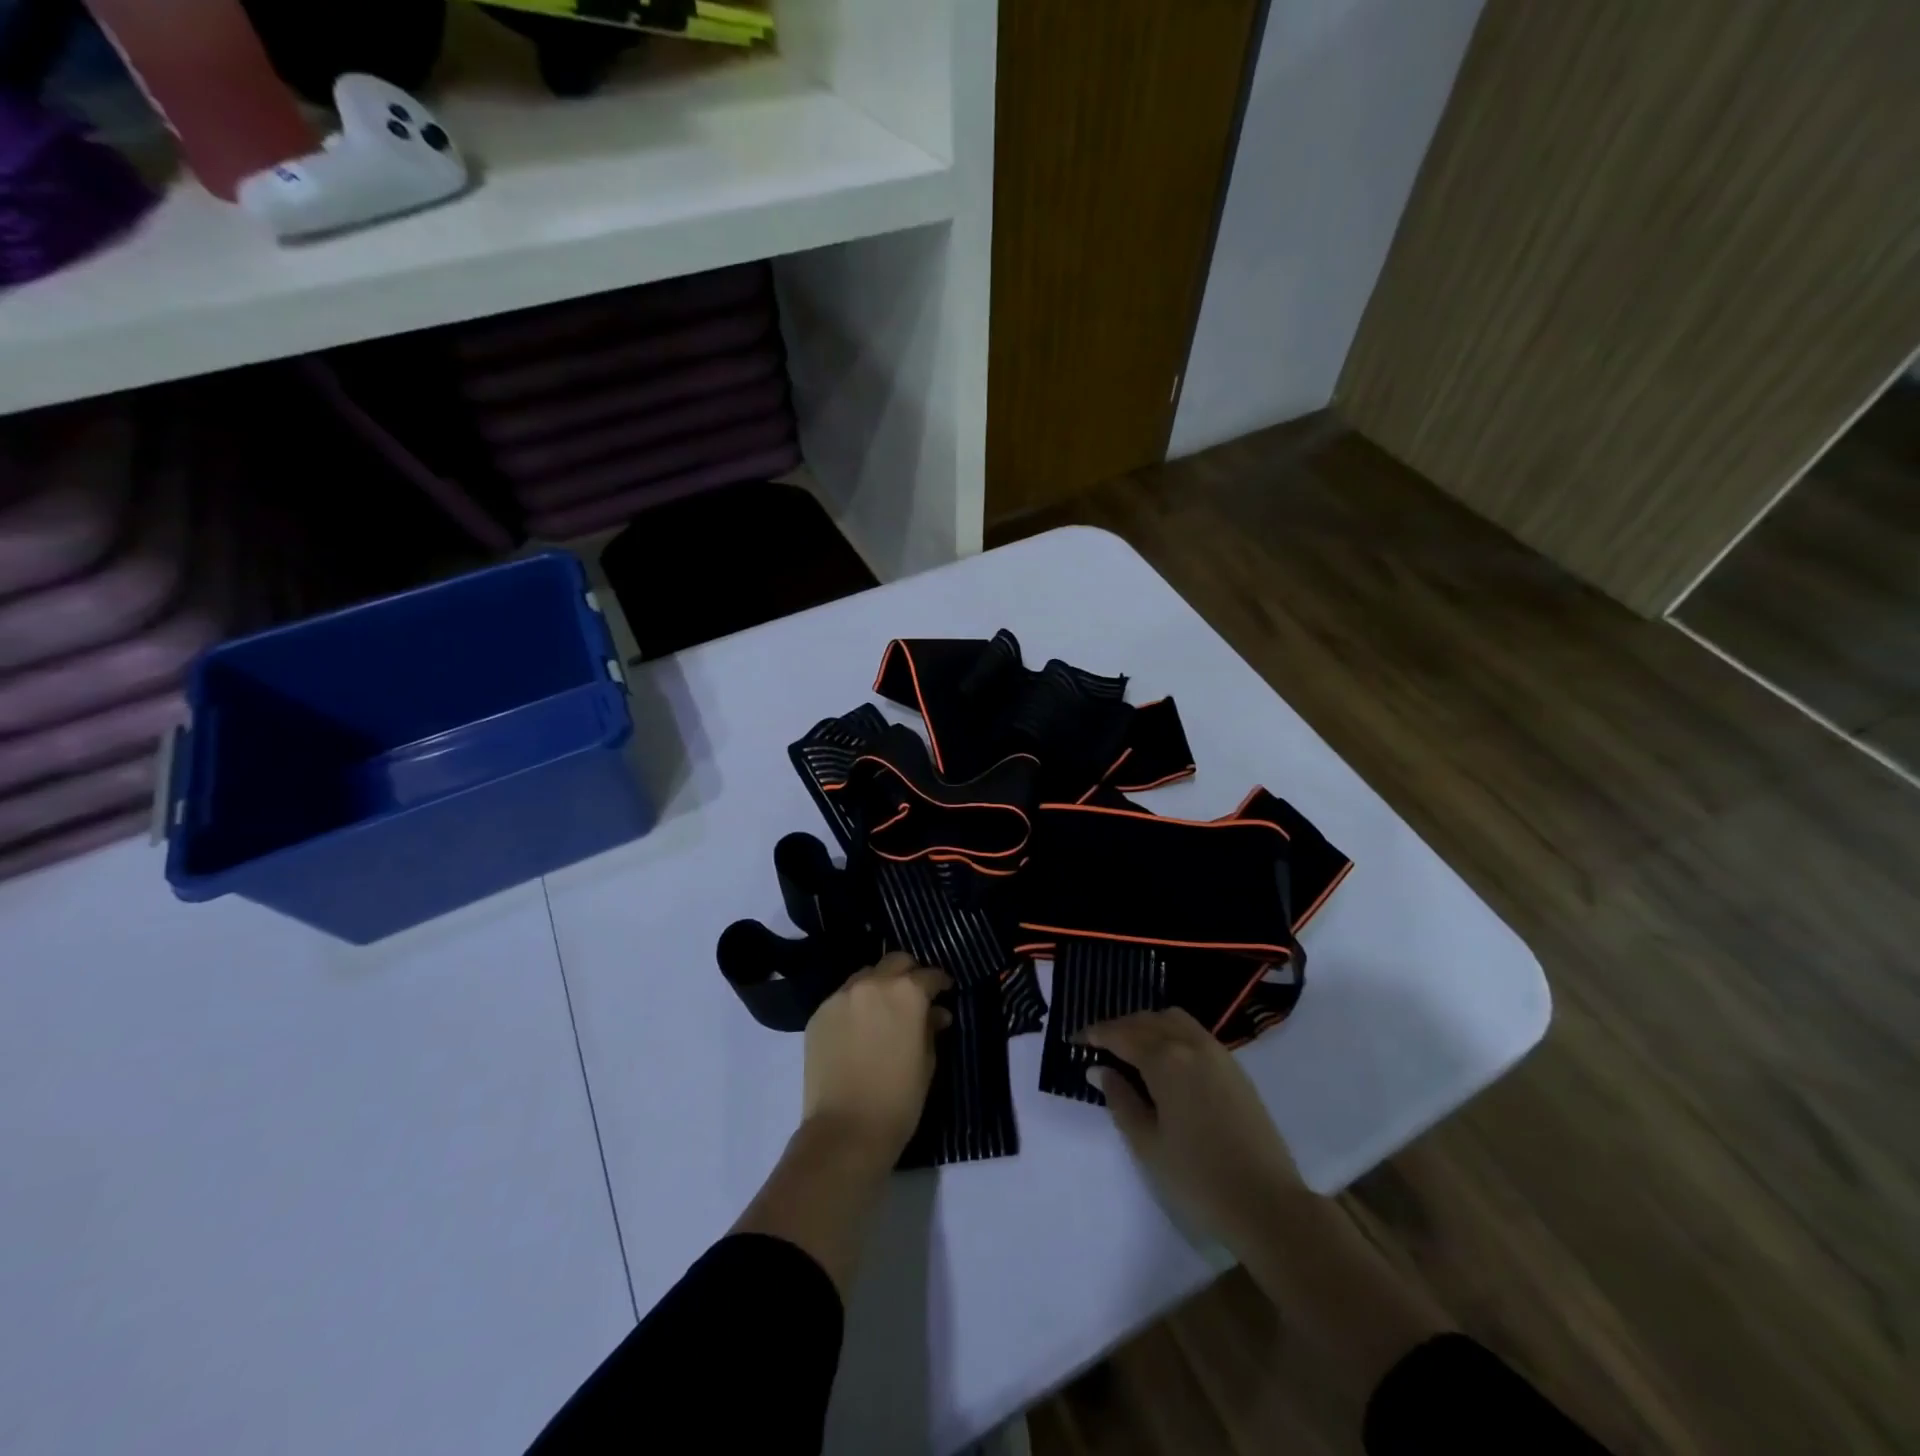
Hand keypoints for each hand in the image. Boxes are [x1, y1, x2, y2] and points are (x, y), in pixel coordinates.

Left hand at [803, 952, 951, 1165]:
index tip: (945, 992)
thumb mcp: (927, 1062)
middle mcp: (872, 984)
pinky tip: (859, 1028)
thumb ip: (931, 1028)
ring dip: (879, 985)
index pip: (929, 975)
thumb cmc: (898, 1099)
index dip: (940, 982)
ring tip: (883, 1010)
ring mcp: (841, 996)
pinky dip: (855, 1004)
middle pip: (895, 962)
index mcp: (906, 992)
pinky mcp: (819, 1014)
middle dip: (909, 973)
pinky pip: (843, 997)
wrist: (845, 1130)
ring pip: (866, 975)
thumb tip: (937, 1013)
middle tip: (915, 995)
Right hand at [1083, 1008, 1301, 1244]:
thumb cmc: (1199, 1178)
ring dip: (1147, 1025)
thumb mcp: (1147, 1144)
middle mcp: (1191, 1045)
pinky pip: (1194, 1033)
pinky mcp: (1235, 1068)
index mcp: (1165, 1060)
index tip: (1075, 1040)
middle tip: (1098, 1045)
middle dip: (1119, 1027)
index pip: (1121, 1035)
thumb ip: (1120, 1100)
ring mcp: (1217, 1053)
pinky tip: (1165, 1060)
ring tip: (1131, 1049)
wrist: (1268, 1204)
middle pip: (1147, 1020)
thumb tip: (1099, 1069)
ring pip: (1174, 1020)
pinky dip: (1171, 1034)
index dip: (1094, 1034)